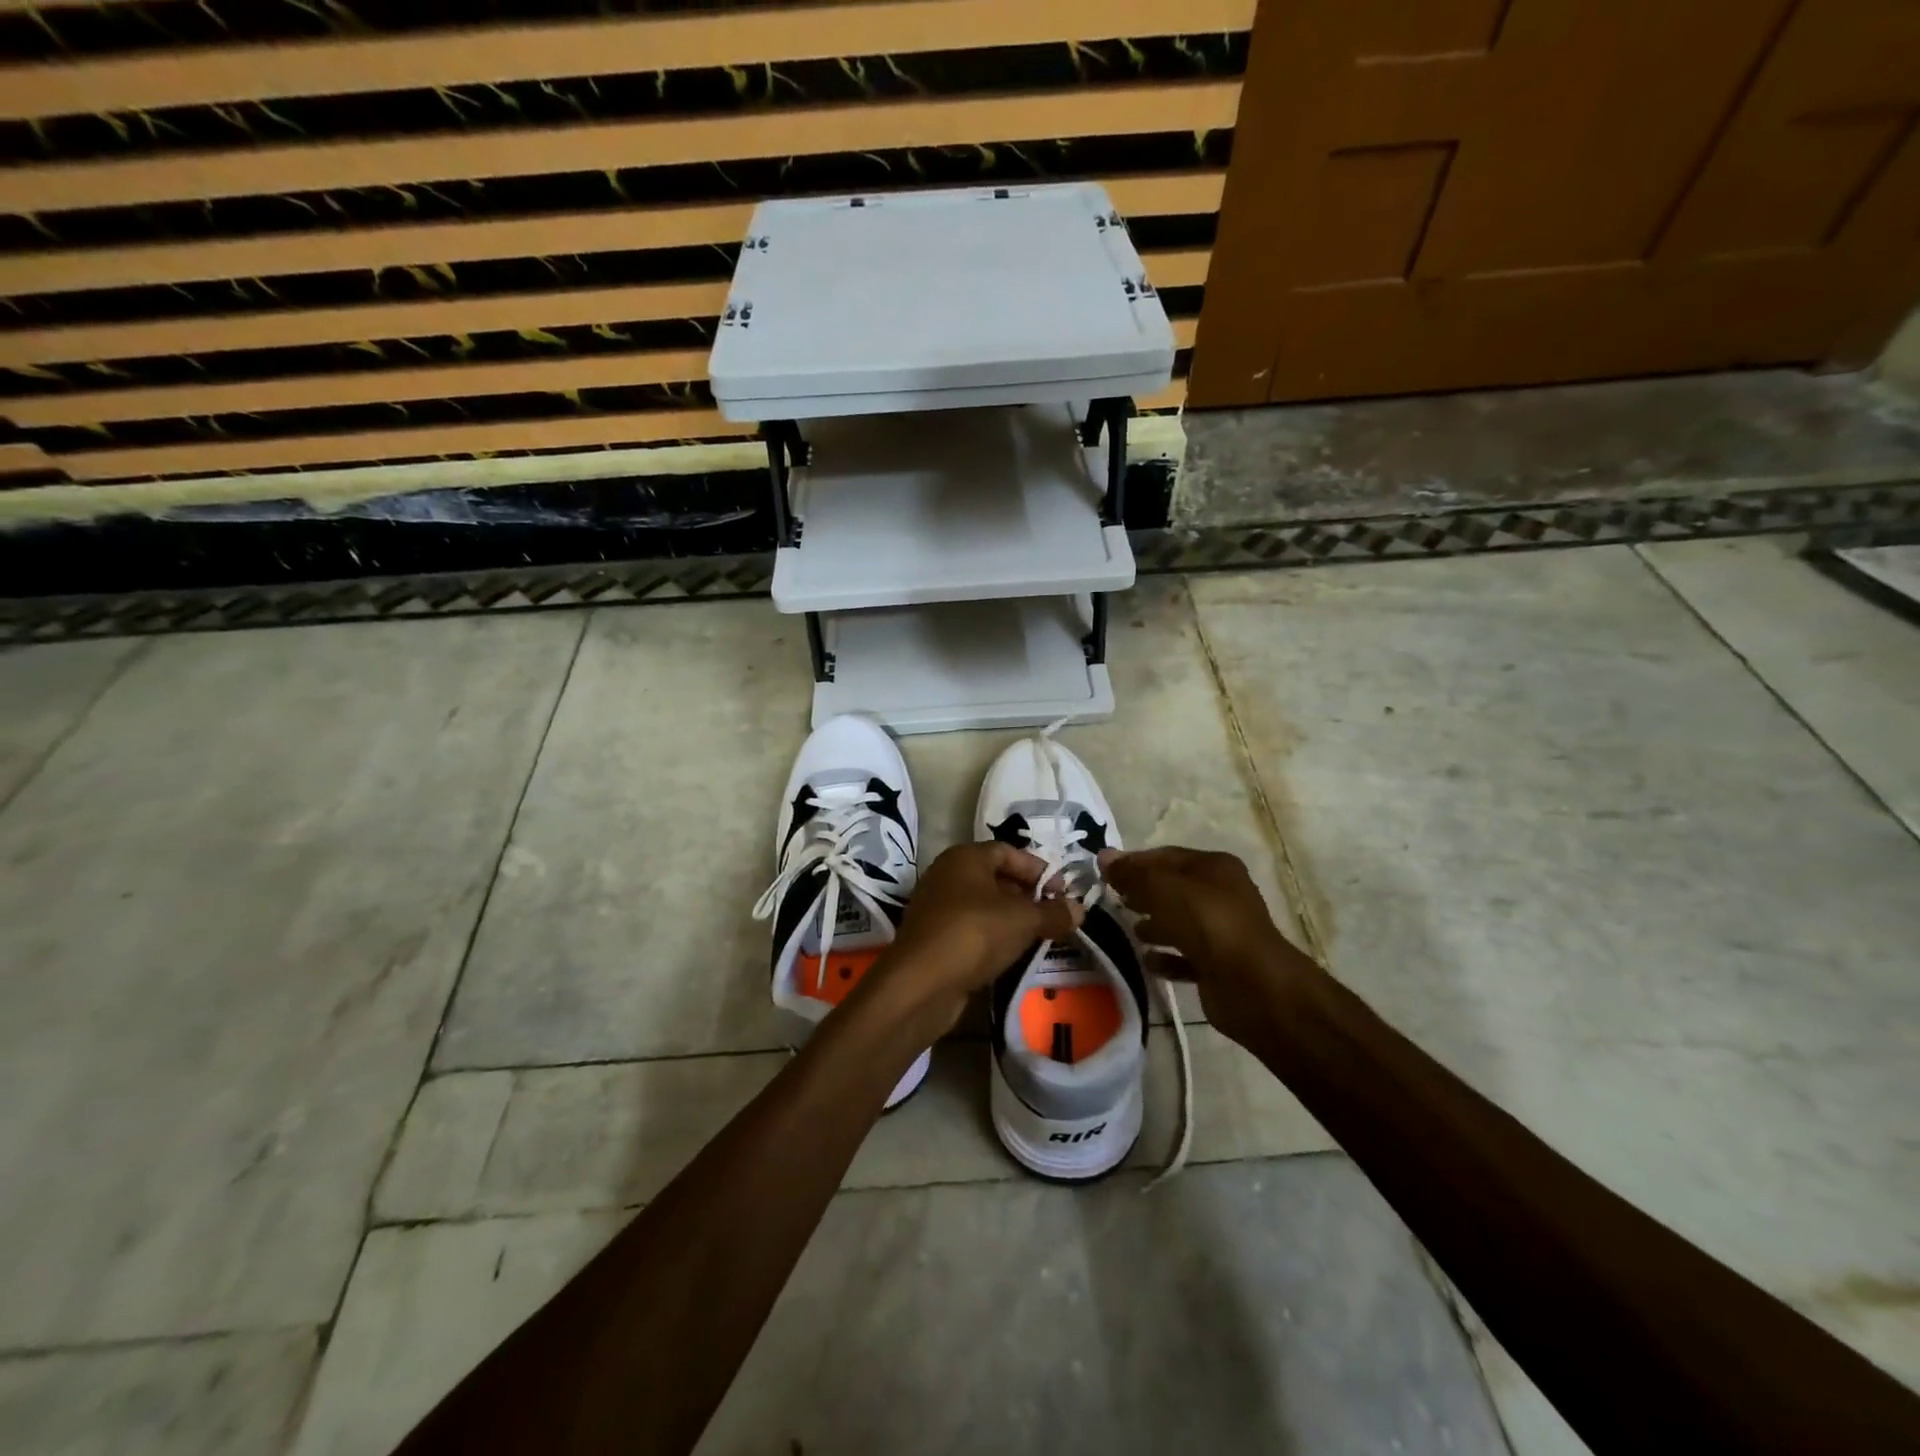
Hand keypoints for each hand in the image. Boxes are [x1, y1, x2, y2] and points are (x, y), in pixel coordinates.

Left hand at [873, 842, 1082, 1036]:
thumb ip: (1053, 912)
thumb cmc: (975, 933)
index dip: (1038, 869)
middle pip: (995, 877)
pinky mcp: (934, 937)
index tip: (1062, 892)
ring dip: (1011, 918)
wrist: (921, 982)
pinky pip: (971, 928)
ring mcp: (937, 907)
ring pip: (983, 905)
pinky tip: (1011, 953)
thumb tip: (1079, 909)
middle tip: (1054, 915)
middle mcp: (947, 874)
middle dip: (1027, 894)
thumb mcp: (1023, 920)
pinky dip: (993, 936)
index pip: (1008, 851)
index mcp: (965, 857)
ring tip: (1038, 935)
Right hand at [1100, 846, 1320, 1049]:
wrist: (1251, 984)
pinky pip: (1186, 956)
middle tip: (1114, 900)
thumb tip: (1104, 857)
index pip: (1166, 856)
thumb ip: (1132, 873)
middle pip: (1173, 888)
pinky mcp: (1219, 965)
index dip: (1134, 862)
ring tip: (1130, 931)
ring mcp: (1222, 931)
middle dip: (1143, 893)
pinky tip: (1148, 961)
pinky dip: (1166, 957)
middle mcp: (1222, 894)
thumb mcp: (1162, 888)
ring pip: (1180, 922)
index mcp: (1214, 867)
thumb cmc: (1206, 922)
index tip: (1104, 873)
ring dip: (1154, 925)